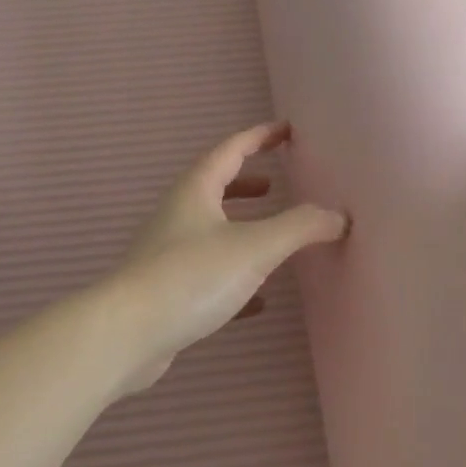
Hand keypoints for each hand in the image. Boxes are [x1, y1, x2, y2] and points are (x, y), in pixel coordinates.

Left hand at [108, 122, 347, 393]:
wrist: (126, 335)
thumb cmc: (191, 277)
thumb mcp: (255, 247)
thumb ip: (301, 227)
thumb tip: (339, 216)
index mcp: (195, 193)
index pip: (230, 151)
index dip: (259, 137)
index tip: (285, 131)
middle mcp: (178, 217)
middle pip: (214, 188)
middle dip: (246, 184)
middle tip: (275, 185)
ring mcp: (169, 256)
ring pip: (211, 231)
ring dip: (241, 227)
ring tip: (271, 237)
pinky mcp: (168, 293)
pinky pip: (209, 274)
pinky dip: (237, 276)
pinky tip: (259, 300)